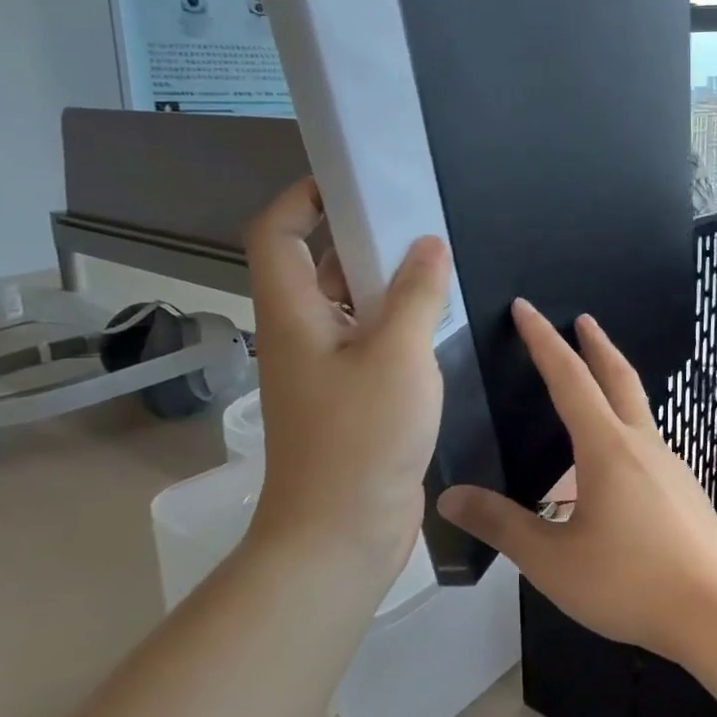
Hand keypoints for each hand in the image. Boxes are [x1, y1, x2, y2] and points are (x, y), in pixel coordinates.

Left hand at [242, 179, 450, 580]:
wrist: (340, 534)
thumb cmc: (361, 438)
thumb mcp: (398, 355)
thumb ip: (416, 294)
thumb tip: (429, 244)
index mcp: (293, 313)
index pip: (278, 233)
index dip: (305, 197)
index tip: (355, 182)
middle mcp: (301, 333)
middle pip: (317, 263)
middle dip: (360, 235)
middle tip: (415, 218)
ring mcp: (325, 368)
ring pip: (348, 303)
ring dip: (384, 280)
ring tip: (436, 261)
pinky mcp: (350, 395)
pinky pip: (369, 338)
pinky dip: (397, 320)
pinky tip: (438, 317)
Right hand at [438, 300, 716, 694]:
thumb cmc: (630, 581)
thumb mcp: (553, 561)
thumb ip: (502, 526)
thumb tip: (451, 497)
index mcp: (606, 448)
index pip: (569, 378)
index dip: (543, 341)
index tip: (526, 308)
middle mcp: (641, 443)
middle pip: (618, 377)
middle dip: (596, 344)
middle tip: (582, 319)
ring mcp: (670, 464)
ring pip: (638, 407)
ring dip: (615, 381)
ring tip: (595, 381)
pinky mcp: (684, 488)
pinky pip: (647, 440)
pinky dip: (626, 423)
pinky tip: (616, 457)